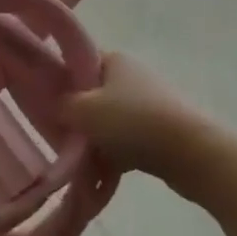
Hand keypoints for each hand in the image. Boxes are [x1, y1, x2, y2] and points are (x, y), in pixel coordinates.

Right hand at [64, 52, 207, 182]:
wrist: (193, 154)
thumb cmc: (133, 122)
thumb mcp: (83, 110)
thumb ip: (60, 104)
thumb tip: (52, 104)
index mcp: (113, 60)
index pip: (76, 61)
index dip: (58, 78)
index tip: (42, 100)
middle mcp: (132, 76)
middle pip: (91, 94)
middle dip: (75, 116)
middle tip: (58, 134)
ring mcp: (149, 104)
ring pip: (108, 121)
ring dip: (93, 140)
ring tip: (78, 161)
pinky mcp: (160, 132)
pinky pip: (126, 141)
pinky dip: (113, 155)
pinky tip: (101, 175)